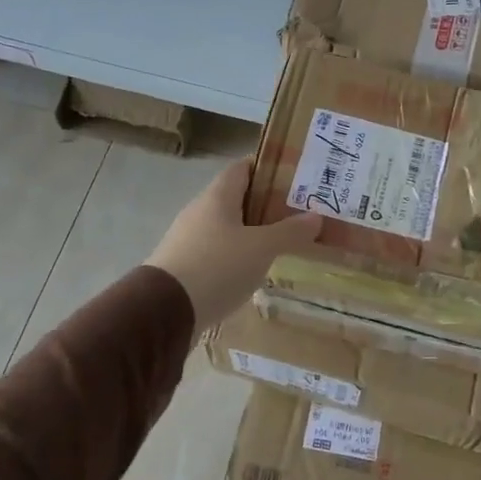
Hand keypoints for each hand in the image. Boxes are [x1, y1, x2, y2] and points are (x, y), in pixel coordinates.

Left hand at [147, 161, 321, 328]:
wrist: (165, 311)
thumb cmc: (217, 266)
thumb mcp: (261, 248)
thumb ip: (290, 232)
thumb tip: (316, 217)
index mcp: (217, 196)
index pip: (243, 168)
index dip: (268, 168)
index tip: (296, 177)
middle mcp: (200, 211)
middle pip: (237, 198)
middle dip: (266, 204)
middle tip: (298, 213)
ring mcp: (189, 239)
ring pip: (227, 227)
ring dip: (252, 232)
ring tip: (283, 243)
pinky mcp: (185, 266)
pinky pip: (218, 252)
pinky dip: (237, 256)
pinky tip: (254, 270)